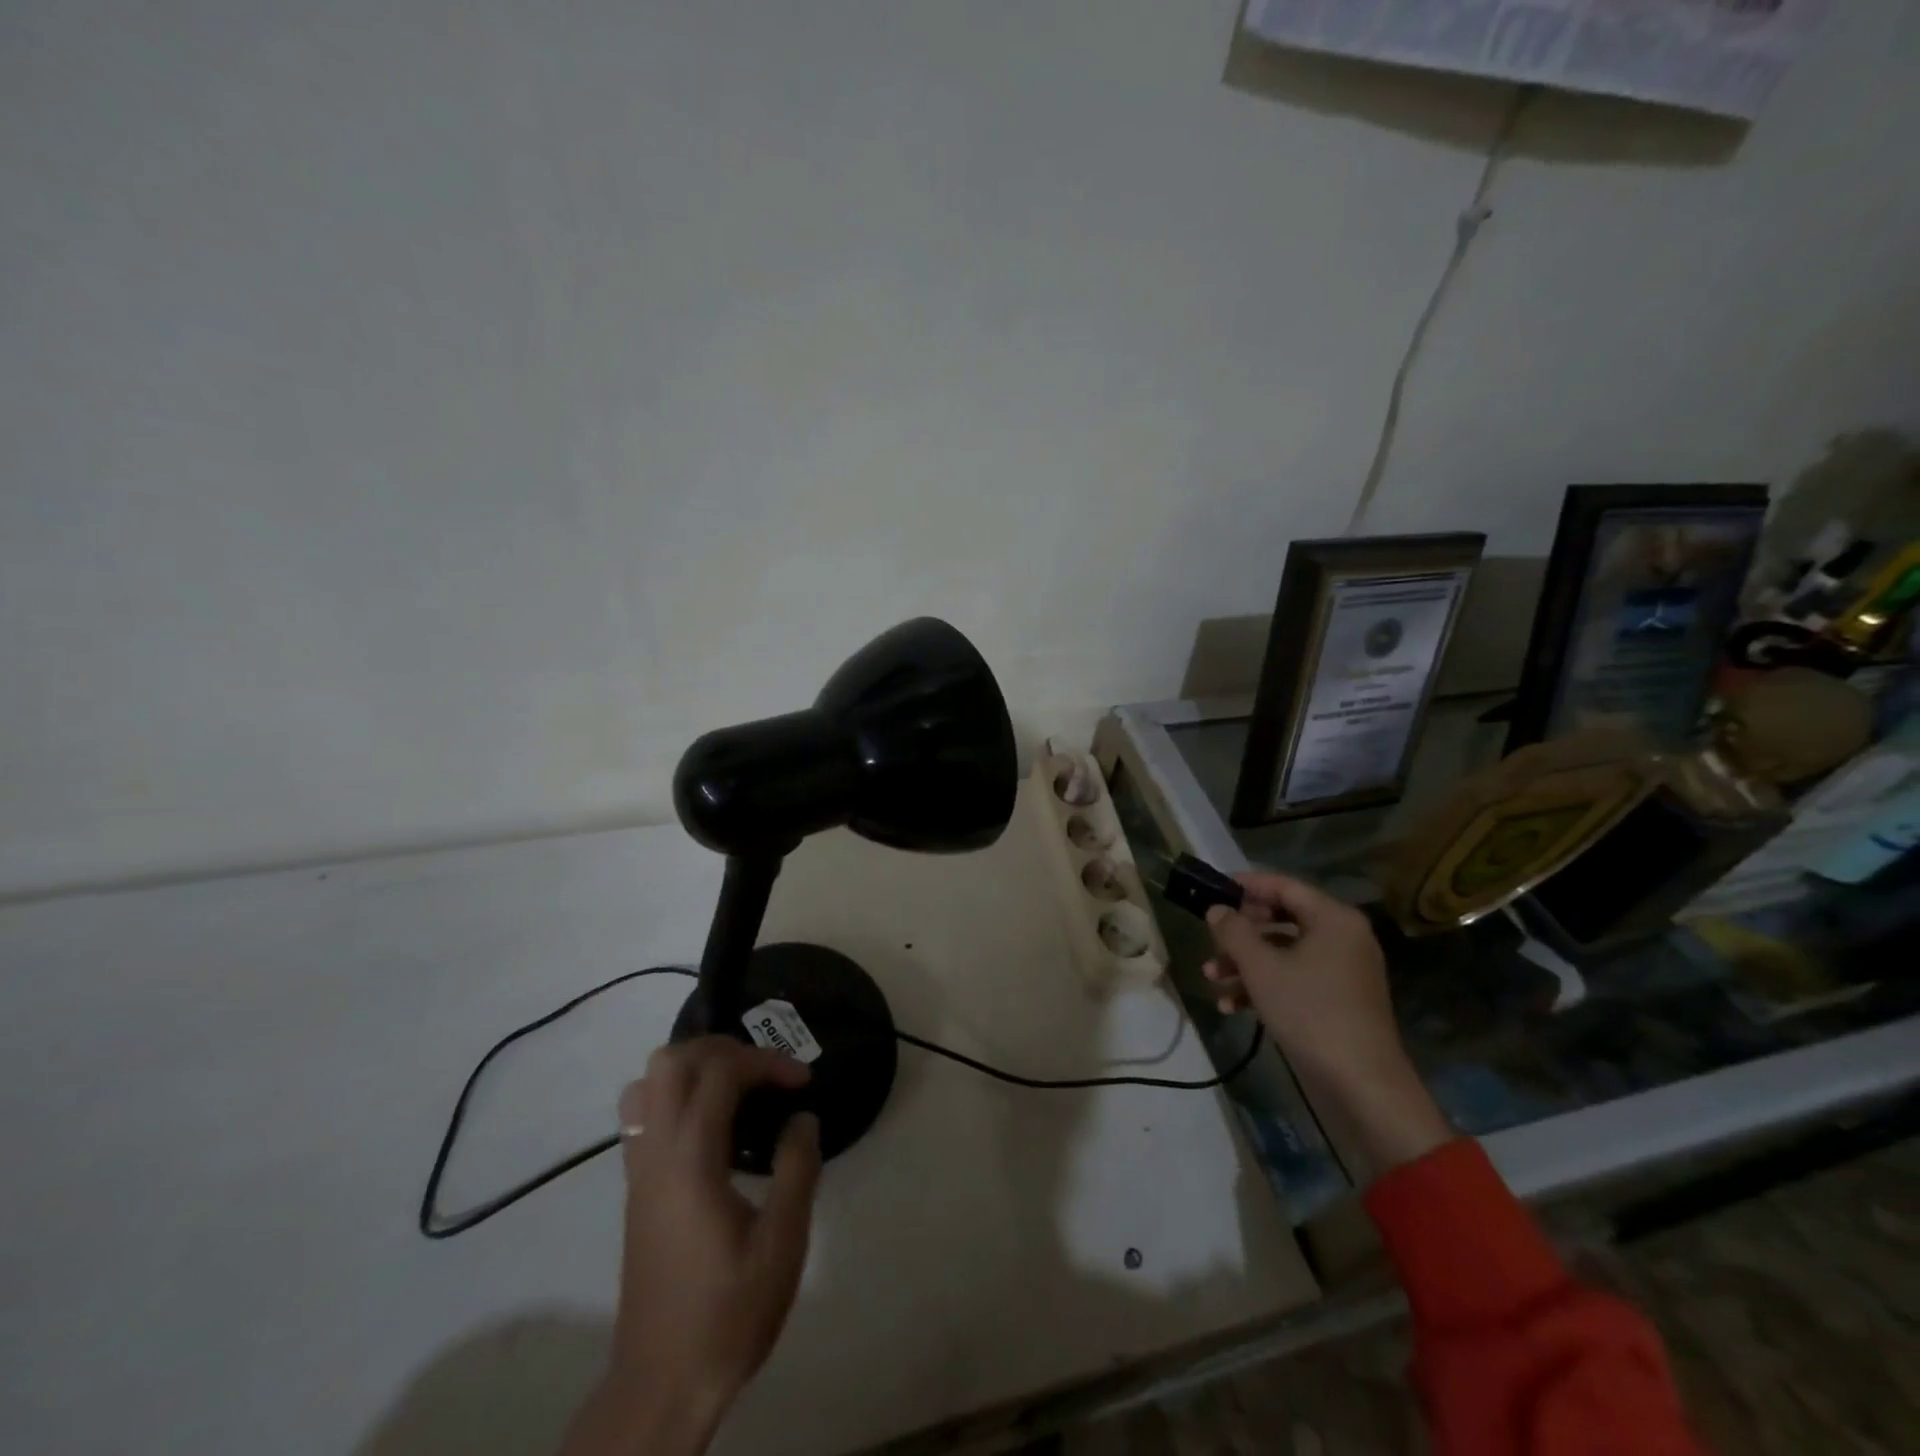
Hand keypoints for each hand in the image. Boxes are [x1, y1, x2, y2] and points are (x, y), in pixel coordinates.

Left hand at [567, 1037, 820, 1455]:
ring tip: (737, 1086)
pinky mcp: (635, 1187)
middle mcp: (656, 1152)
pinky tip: (712, 1123)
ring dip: (694, 1067)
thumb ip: (797, 1169)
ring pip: (647, 1082)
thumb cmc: (728, 1312)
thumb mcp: (782, 1244)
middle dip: (724, 1049)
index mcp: (690, 1159)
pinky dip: (676, 1094)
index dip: (766, 1061)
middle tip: (765, 1072)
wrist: (663, 1381)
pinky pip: (642, 1112)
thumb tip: (802, 1117)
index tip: (802, 1082)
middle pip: (672, 1061)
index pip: (720, 1072)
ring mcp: (639, 1169)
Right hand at [1203, 872, 1450, 1173]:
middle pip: (1281, 918)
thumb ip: (1234, 931)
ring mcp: (1342, 970)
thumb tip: (1218, 910)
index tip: (1212, 889)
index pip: (1283, 885)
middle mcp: (1342, 937)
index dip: (1245, 884)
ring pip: (1283, 952)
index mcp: (1333, 918)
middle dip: (1241, 932)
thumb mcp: (1261, 967)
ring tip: (1211, 977)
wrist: (1361, 1084)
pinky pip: (1294, 978)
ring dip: (1245, 962)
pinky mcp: (1337, 999)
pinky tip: (1230, 1005)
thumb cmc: (1309, 1012)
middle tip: (1211, 938)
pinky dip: (1263, 985)